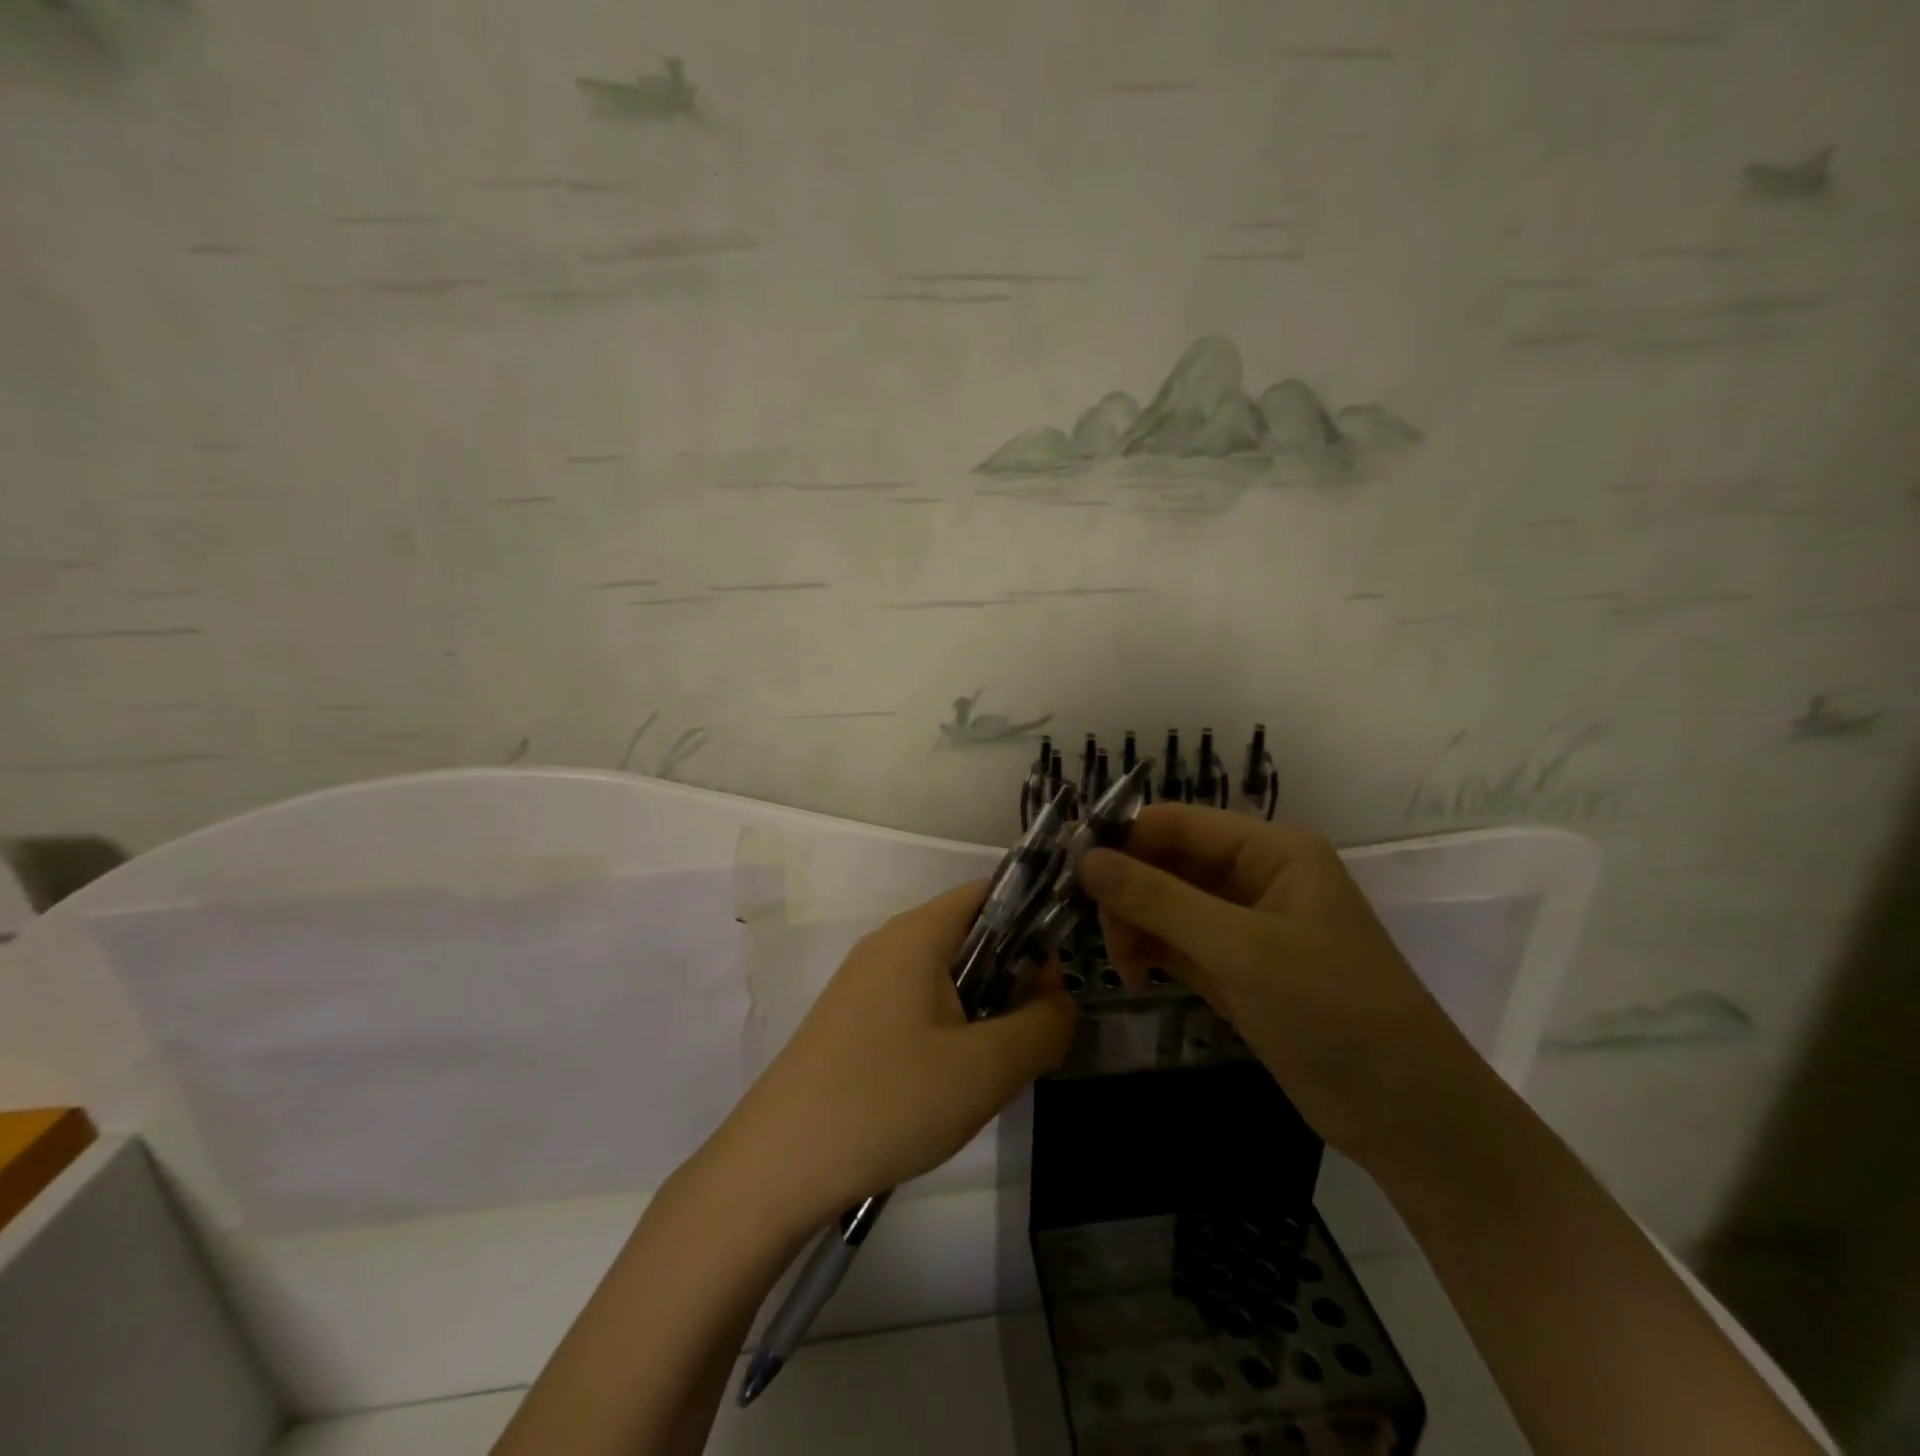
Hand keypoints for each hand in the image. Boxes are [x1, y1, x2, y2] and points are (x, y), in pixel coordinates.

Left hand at [716, 881, 1077, 1224]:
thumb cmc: (888, 1100)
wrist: (776, 1166)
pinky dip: (948, 1030)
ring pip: (945, 977)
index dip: (1034, 922)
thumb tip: (1060, 999)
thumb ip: (1043, 1026)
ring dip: (982, 1010)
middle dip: (1012, 978)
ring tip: (992, 1068)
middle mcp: (888, 944)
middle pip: (970, 937)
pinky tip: (948, 1085)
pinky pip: (917, 1005)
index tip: (1059, 976)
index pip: (990, 894)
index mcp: (917, 933)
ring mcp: (864, 983)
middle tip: (1031, 1036)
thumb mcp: (986, 1068)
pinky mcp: (851, 1021)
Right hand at [1076, 805, 1478, 1167]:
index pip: (1177, 823)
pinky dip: (1151, 953)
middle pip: (1166, 862)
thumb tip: (1085, 859)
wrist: (1409, 1120)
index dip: (1122, 840)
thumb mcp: (1241, 950)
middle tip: (1103, 937)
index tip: (1070, 874)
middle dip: (1128, 893)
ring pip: (1166, 904)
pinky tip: (1138, 978)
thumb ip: (1159, 900)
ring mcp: (1246, 924)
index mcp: (1272, 850)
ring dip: (1136, 927)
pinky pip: (1178, 941)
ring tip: (1125, 968)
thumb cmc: (1333, 1014)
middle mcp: (1257, 875)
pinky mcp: (1238, 967)